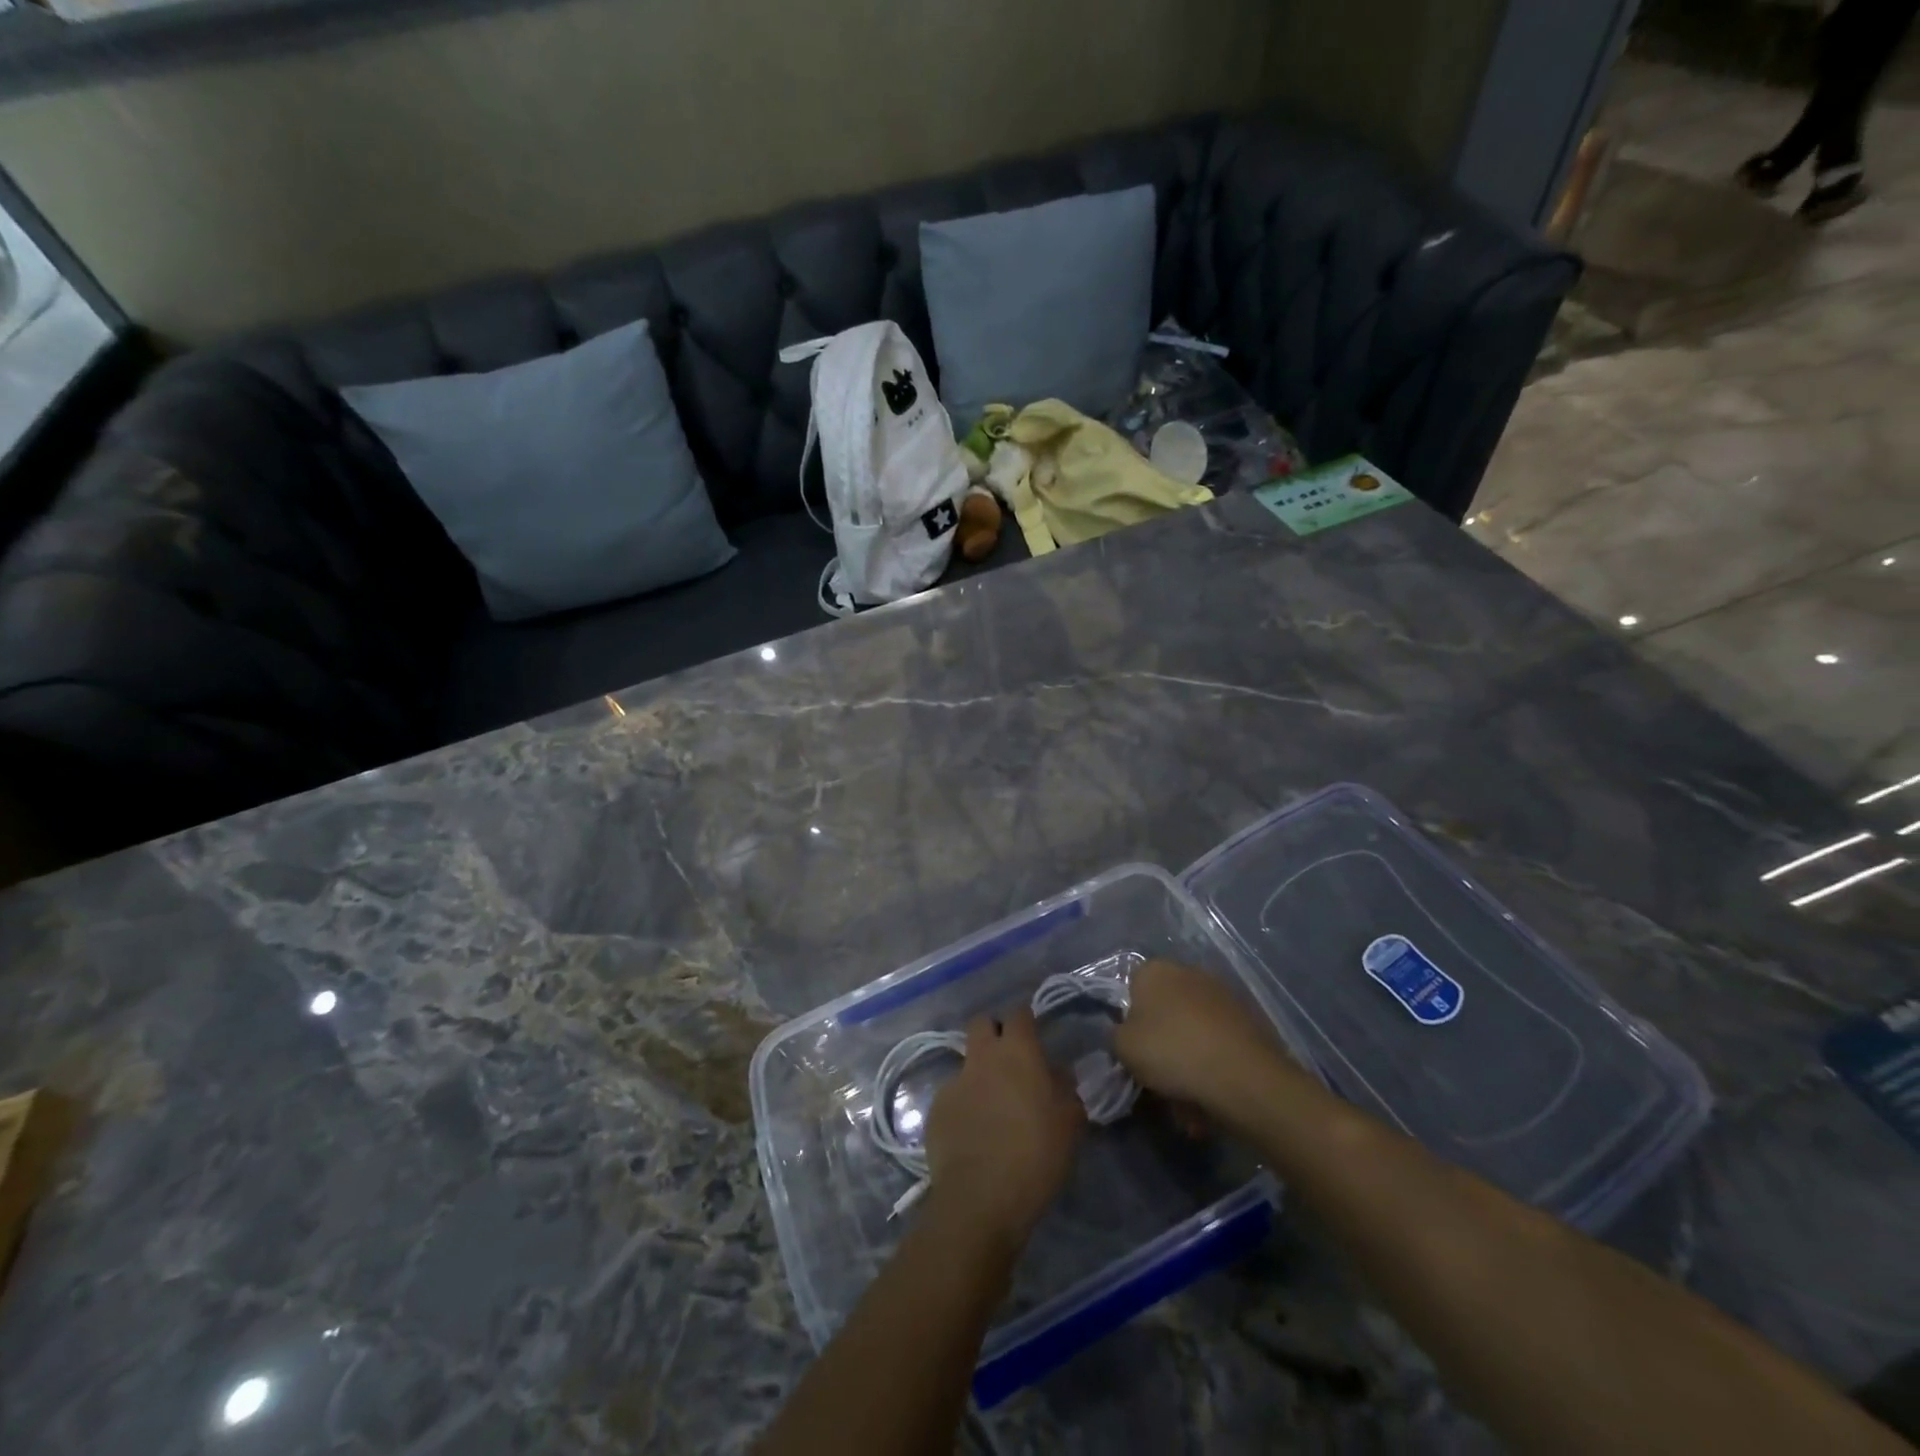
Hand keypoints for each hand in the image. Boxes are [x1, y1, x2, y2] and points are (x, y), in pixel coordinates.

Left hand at [924, 1007, 1084, 1247]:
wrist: (979, 1200)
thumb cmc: (1035, 1157)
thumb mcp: (1069, 1125)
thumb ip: (1066, 1091)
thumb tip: (1059, 1074)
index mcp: (1017, 1053)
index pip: (1019, 1014)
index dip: (1026, 1020)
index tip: (1034, 1034)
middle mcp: (982, 1057)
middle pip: (982, 1023)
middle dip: (993, 1032)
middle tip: (1009, 1060)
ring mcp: (954, 1081)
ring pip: (966, 1061)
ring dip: (979, 1074)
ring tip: (992, 1106)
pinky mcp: (935, 1109)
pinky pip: (953, 1095)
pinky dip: (964, 1105)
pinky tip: (973, 1133)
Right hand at [1115, 959, 1294, 1114]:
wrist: (1243, 1076)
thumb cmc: (1172, 1052)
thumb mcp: (1122, 1048)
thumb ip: (1115, 1035)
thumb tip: (1125, 1034)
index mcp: (1154, 970)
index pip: (1131, 989)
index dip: (1130, 1021)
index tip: (1134, 1050)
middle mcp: (1188, 971)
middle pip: (1164, 1008)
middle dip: (1161, 1038)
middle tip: (1158, 1074)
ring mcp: (1221, 993)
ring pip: (1192, 1028)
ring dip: (1188, 1053)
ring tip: (1187, 1092)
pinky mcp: (1248, 1018)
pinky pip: (1217, 1041)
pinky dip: (1212, 1061)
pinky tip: (1212, 1091)